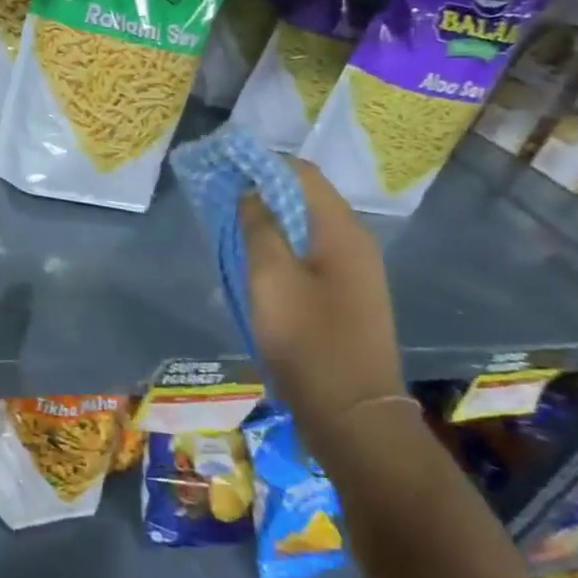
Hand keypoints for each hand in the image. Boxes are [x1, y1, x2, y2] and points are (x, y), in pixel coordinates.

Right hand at [241, 158, 405, 443]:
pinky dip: (282, 247)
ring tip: (232, 226)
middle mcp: (356, 243)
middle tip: (221, 196)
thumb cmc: (308, 340)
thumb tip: (251, 192)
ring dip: (271, 221)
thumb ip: (260, 228)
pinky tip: (256, 263)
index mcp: (342, 230)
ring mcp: (355, 273)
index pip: (303, 173)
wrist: (352, 414)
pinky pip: (311, 255)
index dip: (263, 163)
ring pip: (307, 228)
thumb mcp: (271, 278)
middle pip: (306, 198)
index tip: (224, 166)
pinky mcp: (347, 298)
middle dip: (264, 191)